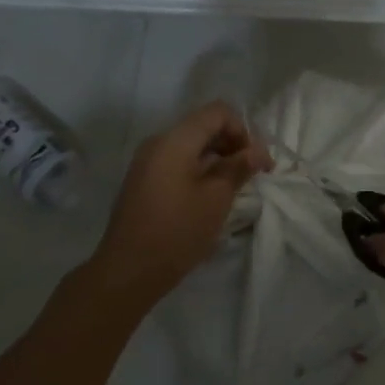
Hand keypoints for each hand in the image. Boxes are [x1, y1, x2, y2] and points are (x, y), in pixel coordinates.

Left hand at [90, 102, 271, 307]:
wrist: (127, 272)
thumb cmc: (176, 232)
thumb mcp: (216, 199)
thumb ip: (238, 167)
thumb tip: (257, 151)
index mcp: (175, 140)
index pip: (217, 112)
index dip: (243, 130)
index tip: (256, 161)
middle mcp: (158, 142)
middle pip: (204, 126)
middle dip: (233, 144)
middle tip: (253, 174)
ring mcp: (148, 162)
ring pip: (192, 145)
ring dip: (218, 159)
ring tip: (235, 187)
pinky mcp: (144, 181)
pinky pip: (178, 161)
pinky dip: (200, 170)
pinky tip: (211, 196)